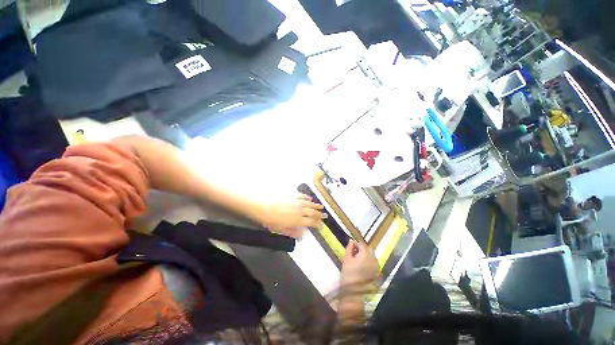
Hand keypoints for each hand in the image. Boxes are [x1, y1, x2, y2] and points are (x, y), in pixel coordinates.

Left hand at [261, 194, 325, 237]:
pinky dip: (307, 198)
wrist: (263, 205)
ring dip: (316, 206)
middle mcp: (300, 210)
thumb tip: (303, 235)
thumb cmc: (270, 220)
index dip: (318, 224)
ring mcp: (297, 201)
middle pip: (312, 212)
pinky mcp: (292, 195)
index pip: (311, 222)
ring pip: (309, 204)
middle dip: (320, 215)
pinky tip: (310, 199)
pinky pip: (302, 196)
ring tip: (321, 207)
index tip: (322, 225)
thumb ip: (293, 232)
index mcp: (298, 220)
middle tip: (325, 216)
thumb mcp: (281, 230)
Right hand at [341, 241, 378, 287]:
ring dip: (364, 255)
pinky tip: (361, 265)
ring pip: (370, 255)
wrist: (354, 291)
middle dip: (360, 249)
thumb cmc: (348, 273)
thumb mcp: (346, 258)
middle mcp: (373, 258)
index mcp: (366, 254)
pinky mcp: (376, 272)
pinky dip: (367, 261)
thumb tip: (351, 241)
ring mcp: (376, 266)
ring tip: (356, 259)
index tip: (350, 247)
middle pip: (367, 249)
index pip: (361, 244)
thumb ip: (349, 247)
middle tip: (352, 253)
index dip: (355, 244)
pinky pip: (372, 262)